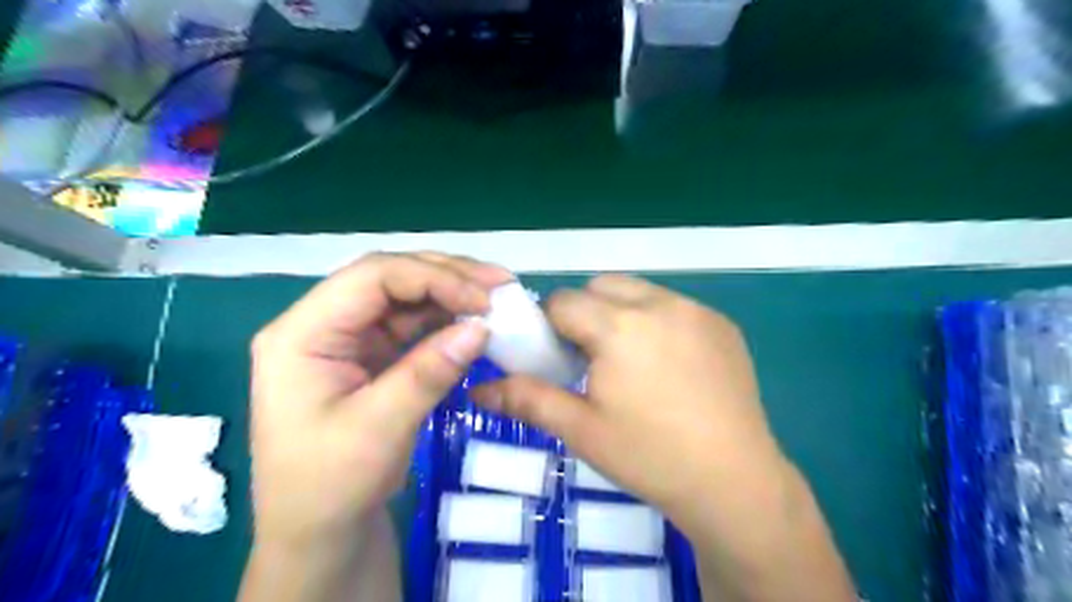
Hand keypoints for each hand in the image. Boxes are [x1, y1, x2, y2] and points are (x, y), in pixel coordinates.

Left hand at [250, 252, 507, 552]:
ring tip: (497, 298)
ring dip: (451, 294)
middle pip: (389, 278)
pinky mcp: (370, 355)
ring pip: (405, 297)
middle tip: (500, 284)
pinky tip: (475, 322)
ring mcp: (348, 338)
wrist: (320, 533)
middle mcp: (322, 324)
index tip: (483, 300)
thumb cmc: (331, 486)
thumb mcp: (378, 429)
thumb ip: (428, 372)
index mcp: (302, 334)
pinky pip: (413, 325)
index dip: (431, 278)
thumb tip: (481, 327)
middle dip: (447, 276)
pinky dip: (447, 320)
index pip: (371, 278)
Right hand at [469, 276, 854, 601]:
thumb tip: (476, 390)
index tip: (559, 359)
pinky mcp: (722, 323)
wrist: (734, 482)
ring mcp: (696, 310)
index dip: (551, 326)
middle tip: (592, 360)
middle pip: (601, 286)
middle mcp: (659, 304)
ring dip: (622, 313)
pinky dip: (658, 321)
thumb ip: (526, 400)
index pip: (563, 300)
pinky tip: (670, 367)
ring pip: (639, 291)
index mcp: (619, 326)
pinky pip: (674, 306)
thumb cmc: (649, 456)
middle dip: (586, 312)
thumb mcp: (580, 430)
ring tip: (631, 362)